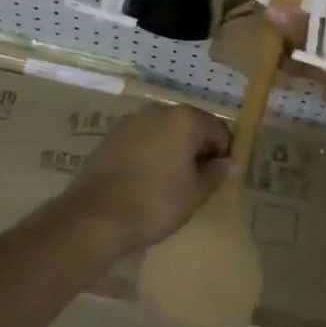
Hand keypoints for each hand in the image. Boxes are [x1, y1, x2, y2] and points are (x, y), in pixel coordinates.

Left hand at [62, 104, 231, 254]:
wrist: (94, 216)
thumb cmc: (154, 203)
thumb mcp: (194, 194)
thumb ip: (216, 174)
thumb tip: (231, 162)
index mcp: (184, 119)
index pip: (217, 129)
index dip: (223, 153)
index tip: (219, 178)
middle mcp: (159, 110)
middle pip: (190, 126)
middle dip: (197, 150)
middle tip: (197, 182)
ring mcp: (132, 120)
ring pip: (164, 132)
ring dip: (173, 150)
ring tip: (170, 183)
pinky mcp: (112, 135)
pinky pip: (142, 140)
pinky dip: (150, 153)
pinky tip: (146, 180)